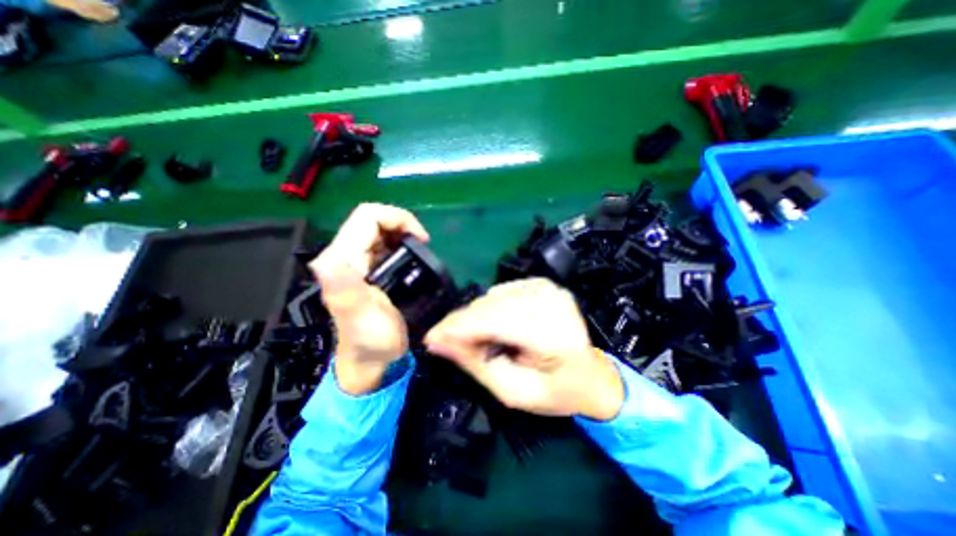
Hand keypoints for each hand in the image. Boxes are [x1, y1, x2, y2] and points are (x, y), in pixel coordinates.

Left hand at [312, 204, 431, 395]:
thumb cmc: (371, 342)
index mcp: (342, 261)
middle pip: (372, 220)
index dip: (397, 218)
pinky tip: (411, 258)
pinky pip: (383, 245)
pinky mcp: (366, 270)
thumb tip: (328, 261)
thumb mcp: (362, 318)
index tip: (421, 239)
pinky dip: (400, 244)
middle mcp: (345, 256)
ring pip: (378, 231)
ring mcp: (356, 263)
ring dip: (401, 234)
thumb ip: (346, 290)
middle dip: (401, 225)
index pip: (367, 217)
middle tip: (422, 245)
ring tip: (419, 251)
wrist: (371, 361)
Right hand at [427, 279, 628, 420]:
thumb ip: (475, 364)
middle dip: (462, 324)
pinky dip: (491, 308)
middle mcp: (551, 302)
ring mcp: (548, 289)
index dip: (458, 328)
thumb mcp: (513, 392)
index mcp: (552, 334)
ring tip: (480, 340)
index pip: (494, 320)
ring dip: (476, 317)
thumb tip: (439, 343)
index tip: (431, 339)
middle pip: (490, 305)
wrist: (591, 375)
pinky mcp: (543, 284)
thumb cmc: (557, 391)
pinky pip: (502, 291)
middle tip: (447, 343)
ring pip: (492, 296)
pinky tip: (498, 326)